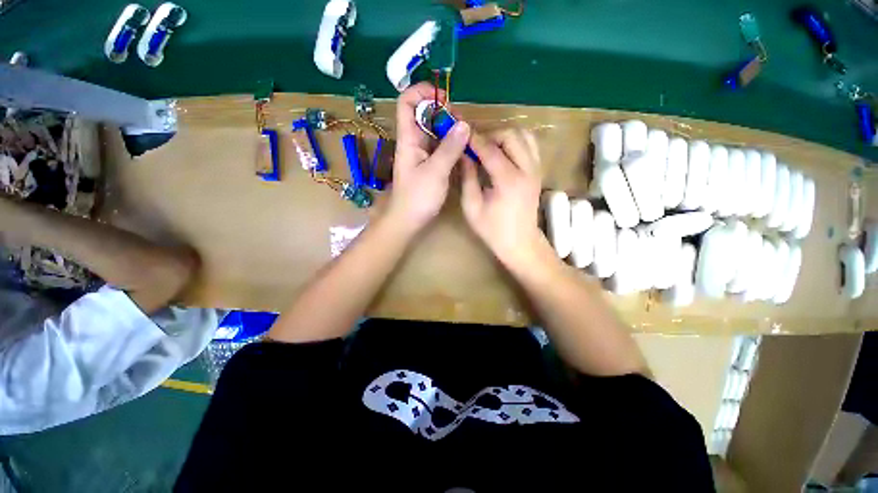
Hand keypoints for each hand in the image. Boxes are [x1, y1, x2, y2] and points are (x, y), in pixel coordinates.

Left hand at [386, 83, 470, 235]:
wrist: (408, 221)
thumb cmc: (417, 198)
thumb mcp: (435, 172)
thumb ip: (449, 148)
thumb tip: (465, 124)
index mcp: (408, 139)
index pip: (407, 103)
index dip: (423, 92)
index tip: (445, 98)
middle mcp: (414, 142)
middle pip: (425, 115)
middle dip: (444, 113)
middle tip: (463, 124)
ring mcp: (422, 154)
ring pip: (435, 131)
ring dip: (450, 129)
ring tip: (467, 137)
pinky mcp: (429, 165)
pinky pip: (441, 147)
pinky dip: (452, 144)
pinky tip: (463, 150)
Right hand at [461, 129, 547, 266]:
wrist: (520, 243)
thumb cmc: (493, 229)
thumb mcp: (472, 207)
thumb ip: (467, 178)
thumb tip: (464, 155)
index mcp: (508, 181)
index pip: (490, 150)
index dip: (474, 140)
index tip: (461, 134)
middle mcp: (527, 170)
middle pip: (511, 135)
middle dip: (491, 135)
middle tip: (476, 147)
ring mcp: (536, 169)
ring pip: (524, 136)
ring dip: (505, 137)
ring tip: (490, 149)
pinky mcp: (538, 172)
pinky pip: (530, 145)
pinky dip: (516, 142)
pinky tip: (503, 154)